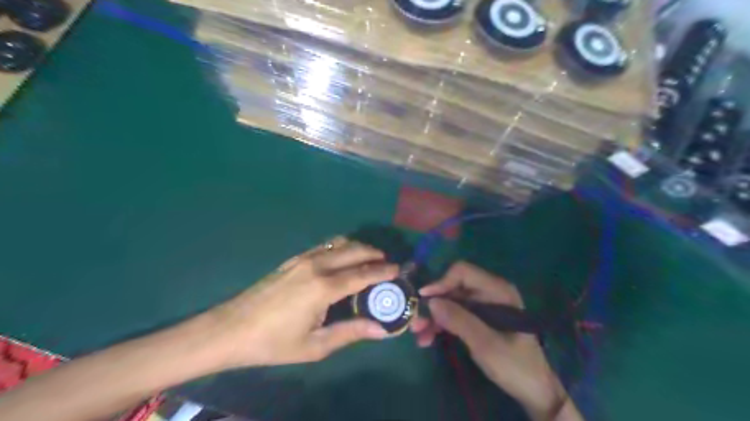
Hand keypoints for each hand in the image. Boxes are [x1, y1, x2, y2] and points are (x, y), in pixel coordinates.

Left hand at [202, 239, 393, 370]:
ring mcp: (303, 259)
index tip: (398, 270)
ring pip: (339, 243)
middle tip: (387, 263)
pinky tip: (342, 258)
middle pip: (354, 250)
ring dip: (358, 247)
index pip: (363, 273)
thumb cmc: (274, 343)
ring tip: (369, 258)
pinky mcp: (293, 259)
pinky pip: (324, 246)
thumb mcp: (315, 346)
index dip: (383, 271)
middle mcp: (317, 266)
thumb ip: (351, 333)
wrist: (231, 329)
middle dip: (374, 253)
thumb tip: (381, 329)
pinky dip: (340, 247)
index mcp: (325, 287)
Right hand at [412, 262, 572, 419]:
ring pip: (450, 302)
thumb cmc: (515, 365)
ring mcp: (483, 306)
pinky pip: (454, 315)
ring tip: (419, 335)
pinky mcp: (478, 319)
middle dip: (434, 304)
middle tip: (416, 323)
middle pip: (453, 288)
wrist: (534, 390)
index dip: (441, 282)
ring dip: (434, 317)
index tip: (424, 300)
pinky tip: (428, 339)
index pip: (463, 272)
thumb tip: (431, 302)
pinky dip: (441, 325)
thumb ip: (459, 320)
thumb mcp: (486, 344)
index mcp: (498, 290)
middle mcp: (489, 292)